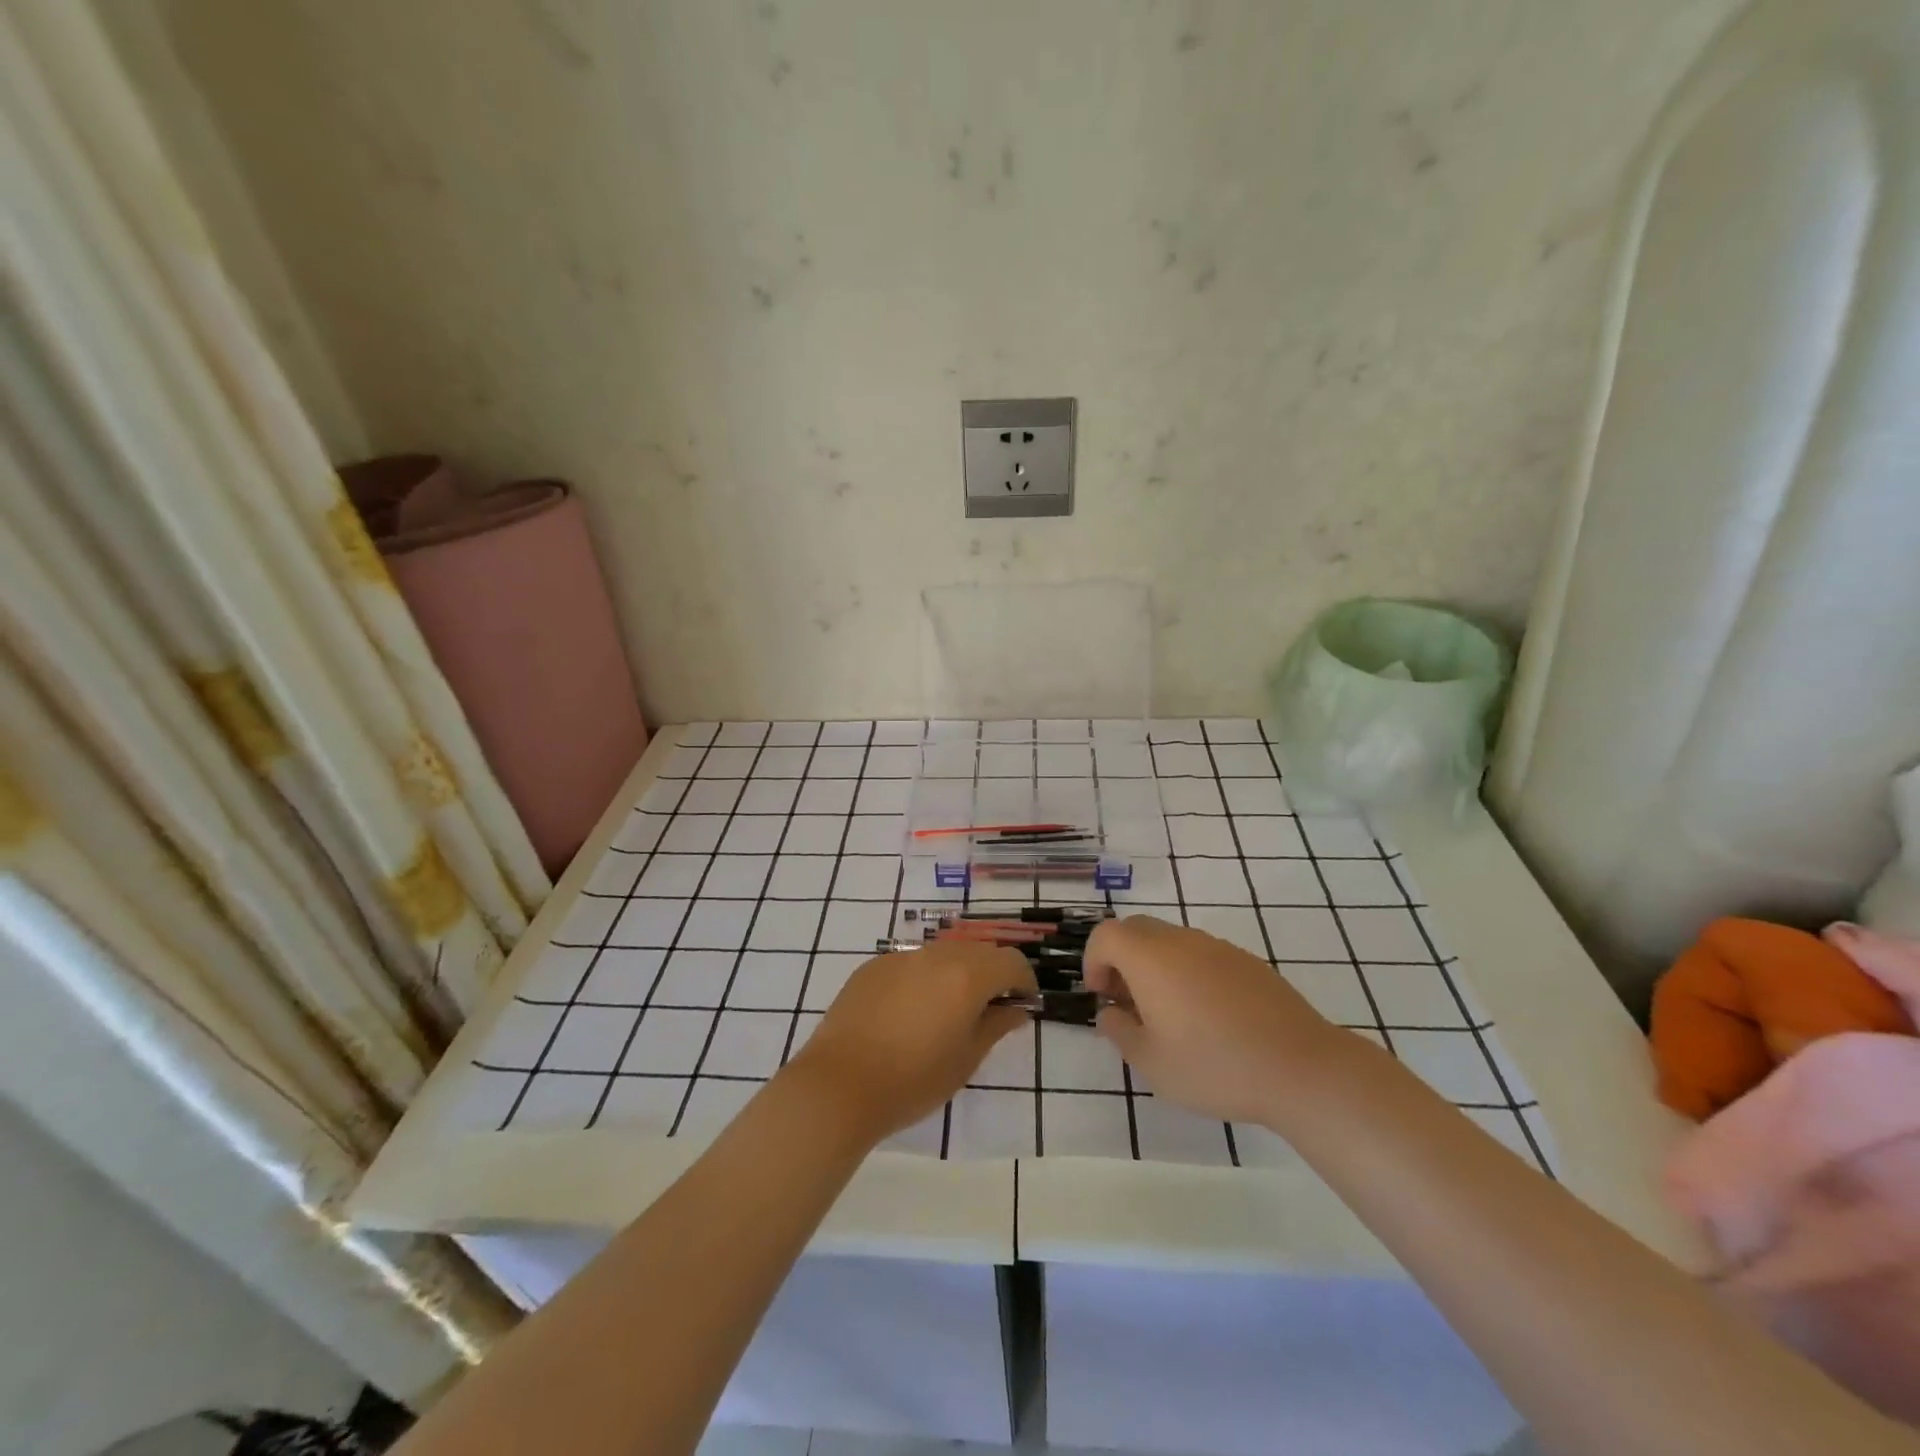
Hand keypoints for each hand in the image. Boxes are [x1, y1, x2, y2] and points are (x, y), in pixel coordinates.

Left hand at [783, 942, 1036, 1141]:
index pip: (1011, 961)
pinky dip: (923, 978)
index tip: (1022, 1005)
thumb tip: (1016, 1009)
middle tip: (989, 1009)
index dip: (1023, 981)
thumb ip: (996, 1026)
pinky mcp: (872, 966)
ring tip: (948, 1011)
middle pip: (978, 951)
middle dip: (992, 974)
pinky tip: (910, 1012)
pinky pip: (911, 963)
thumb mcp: (966, 1059)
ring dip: (957, 973)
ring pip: (943, 953)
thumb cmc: (913, 1080)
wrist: (839, 1085)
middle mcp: (936, 956)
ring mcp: (900, 957)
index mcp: (966, 976)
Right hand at [1084, 915, 1342, 1125]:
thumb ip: (1119, 1032)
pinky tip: (1207, 1016)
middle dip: (1121, 959)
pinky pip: (1202, 954)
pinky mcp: (1247, 961)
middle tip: (1127, 1002)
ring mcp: (1218, 947)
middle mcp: (1181, 941)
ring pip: (1171, 941)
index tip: (1102, 996)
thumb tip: (1110, 1012)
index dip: (1093, 961)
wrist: (1301, 1068)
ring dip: (1155, 966)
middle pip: (1136, 930)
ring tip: (1168, 1014)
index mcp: (1150, 958)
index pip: (1106, 935)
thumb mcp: (1151, 1063)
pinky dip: (1188, 973)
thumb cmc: (1215, 1066)